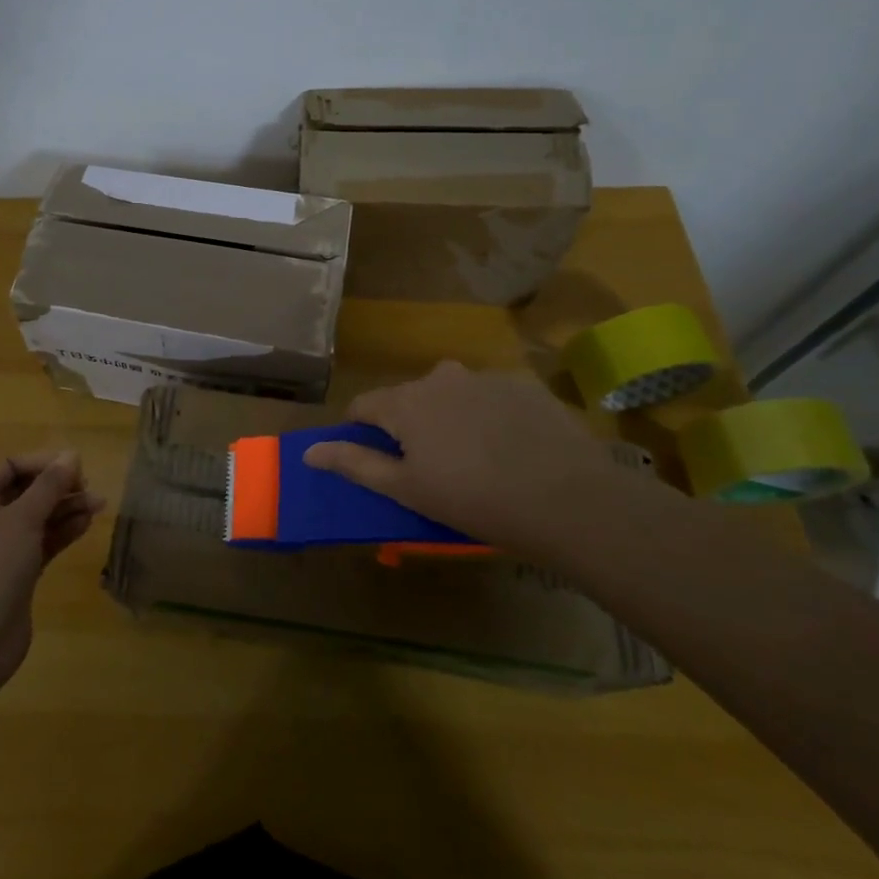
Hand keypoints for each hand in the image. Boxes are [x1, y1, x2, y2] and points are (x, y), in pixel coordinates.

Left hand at [0, 451, 103, 689]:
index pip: (9, 468)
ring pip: (40, 519)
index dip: (39, 462)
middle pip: (27, 493)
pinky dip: (64, 532)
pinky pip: (46, 544)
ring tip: (99, 503)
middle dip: (57, 486)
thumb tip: (71, 455)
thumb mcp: (21, 519)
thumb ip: (48, 487)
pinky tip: (86, 524)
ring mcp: (7, 551)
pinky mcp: (22, 576)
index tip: (71, 464)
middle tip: (87, 485)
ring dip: (67, 508)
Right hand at [303, 361, 626, 559]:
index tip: (371, 458)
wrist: (570, 500)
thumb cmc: (475, 500)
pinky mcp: (525, 385)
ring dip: (448, 416)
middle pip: (407, 397)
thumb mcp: (406, 490)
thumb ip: (354, 464)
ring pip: (450, 393)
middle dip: (407, 425)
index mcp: (405, 402)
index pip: (363, 406)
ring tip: (472, 457)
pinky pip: (490, 396)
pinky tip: (510, 448)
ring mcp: (485, 377)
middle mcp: (439, 377)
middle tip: (428, 466)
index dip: (359, 430)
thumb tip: (308, 451)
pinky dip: (487, 415)